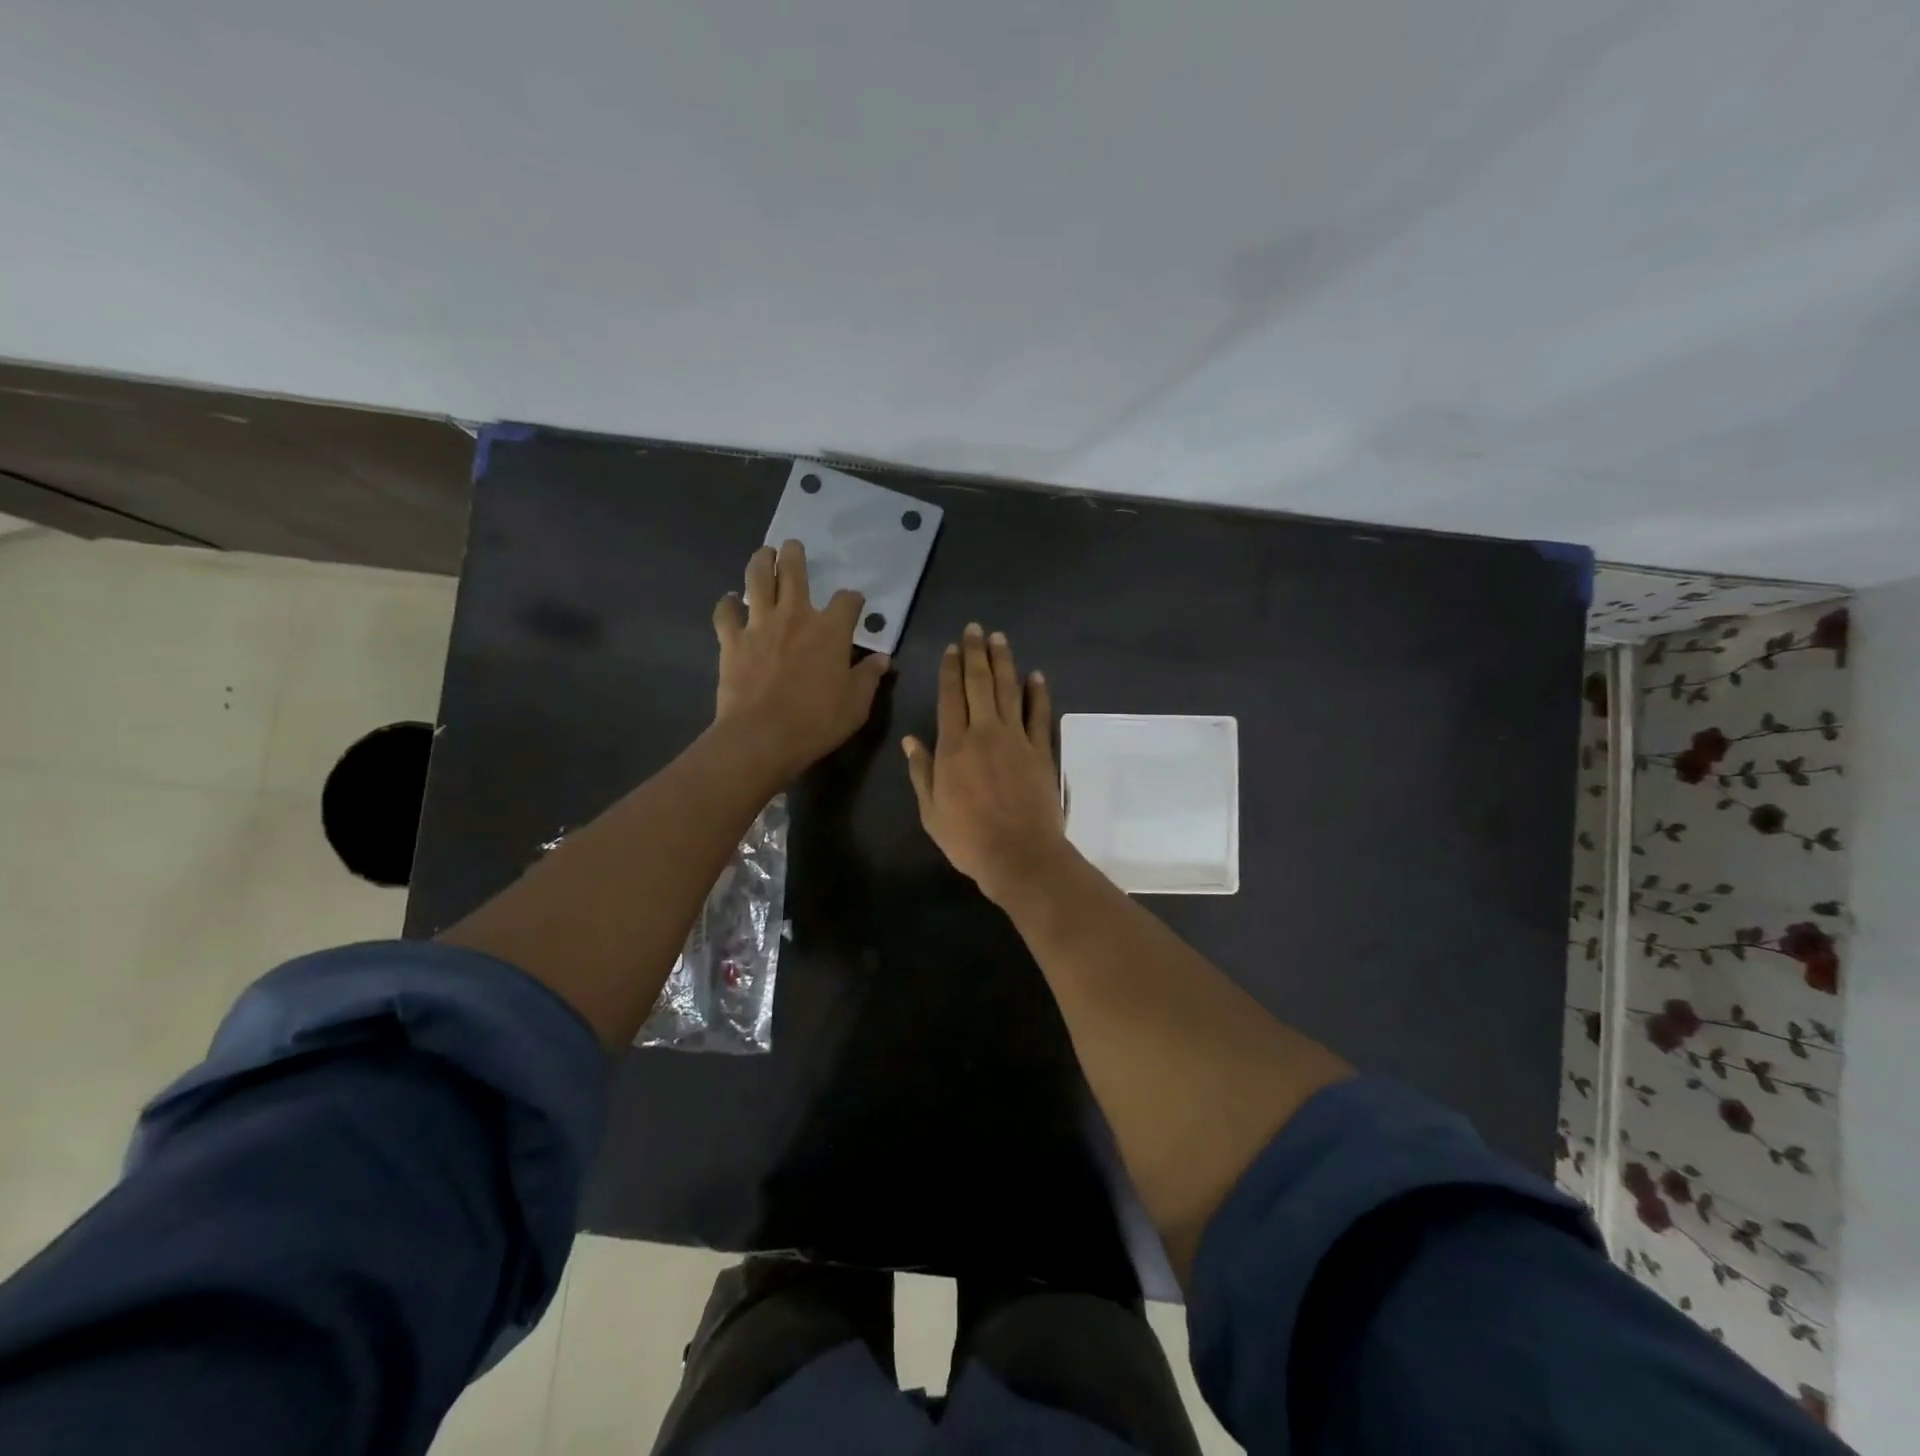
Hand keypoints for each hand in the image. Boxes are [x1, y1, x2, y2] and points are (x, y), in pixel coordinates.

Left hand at [713, 540, 890, 780]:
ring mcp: (759, 624)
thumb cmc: (817, 721)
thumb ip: (869, 677)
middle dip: (795, 555)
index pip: (847, 601)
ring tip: (763, 554)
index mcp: (831, 630)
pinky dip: (727, 604)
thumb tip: (883, 660)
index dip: (853, 600)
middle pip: (794, 571)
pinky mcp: (732, 640)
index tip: (854, 603)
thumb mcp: (856, 704)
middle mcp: (795, 616)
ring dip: (761, 562)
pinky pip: (725, 612)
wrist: (762, 737)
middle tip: (793, 547)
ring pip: (757, 579)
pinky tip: (730, 602)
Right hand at [903, 624, 1069, 904]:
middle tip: (975, 629)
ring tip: (1000, 639)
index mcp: (953, 746)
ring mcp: (1016, 739)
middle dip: (975, 654)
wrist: (1019, 854)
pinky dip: (1038, 693)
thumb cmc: (968, 838)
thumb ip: (922, 772)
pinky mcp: (1041, 751)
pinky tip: (1036, 676)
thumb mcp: (931, 811)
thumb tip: (910, 740)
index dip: (950, 669)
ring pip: (1009, 691)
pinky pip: (1039, 714)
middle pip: (979, 684)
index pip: (949, 697)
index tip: (952, 648)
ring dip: (1004, 662)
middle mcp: (984, 733)